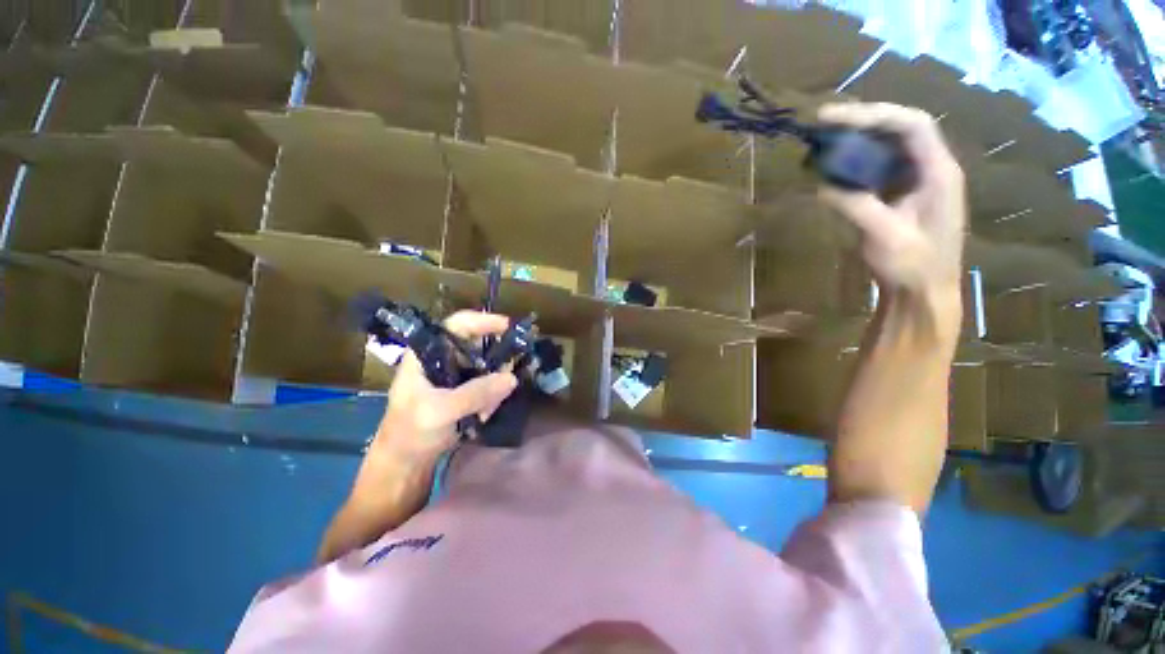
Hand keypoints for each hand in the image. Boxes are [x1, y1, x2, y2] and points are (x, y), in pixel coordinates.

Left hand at [372, 311, 517, 463]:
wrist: (403, 467)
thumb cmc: (410, 434)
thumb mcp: (440, 411)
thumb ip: (476, 393)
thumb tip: (511, 377)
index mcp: (426, 354)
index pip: (456, 325)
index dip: (482, 320)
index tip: (508, 327)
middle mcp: (442, 361)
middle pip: (477, 346)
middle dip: (495, 360)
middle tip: (508, 375)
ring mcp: (454, 378)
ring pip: (486, 368)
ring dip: (494, 385)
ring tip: (488, 409)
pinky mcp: (463, 394)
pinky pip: (487, 386)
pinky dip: (492, 398)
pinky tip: (484, 416)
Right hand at [818, 103, 966, 296]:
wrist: (923, 293)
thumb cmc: (914, 267)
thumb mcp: (885, 236)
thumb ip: (856, 206)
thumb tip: (823, 185)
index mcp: (938, 172)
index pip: (911, 125)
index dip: (873, 114)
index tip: (832, 118)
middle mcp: (931, 169)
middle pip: (899, 130)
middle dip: (861, 123)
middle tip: (822, 125)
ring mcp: (916, 183)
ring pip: (888, 148)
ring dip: (856, 142)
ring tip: (824, 144)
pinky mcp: (901, 197)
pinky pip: (878, 170)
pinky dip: (855, 165)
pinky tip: (834, 171)